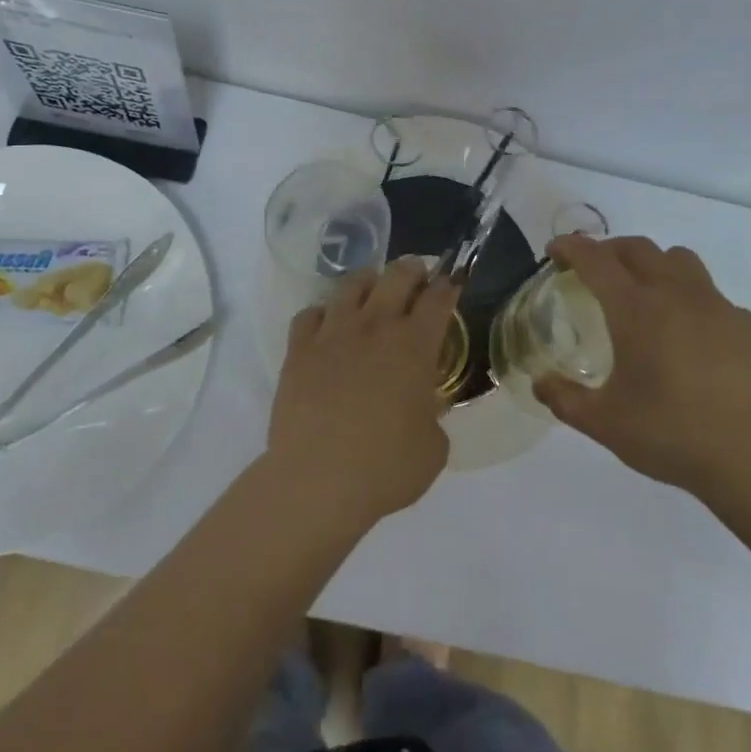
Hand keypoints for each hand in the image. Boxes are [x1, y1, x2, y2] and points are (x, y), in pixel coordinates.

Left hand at [266, 258, 456, 526]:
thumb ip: (433, 416)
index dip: (448, 286)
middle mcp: (374, 327)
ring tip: (372, 289)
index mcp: (414, 346)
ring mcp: (333, 333)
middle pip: (396, 276)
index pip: (438, 299)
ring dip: (368, 281)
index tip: (451, 282)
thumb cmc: (386, 469)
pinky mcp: (298, 349)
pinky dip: (321, 314)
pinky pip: (309, 314)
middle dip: (412, 269)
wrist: (318, 481)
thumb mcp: (434, 448)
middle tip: (417, 275)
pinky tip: (326, 325)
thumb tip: (423, 409)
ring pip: (351, 285)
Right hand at [533, 235, 750, 497]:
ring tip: (646, 292)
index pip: (594, 258)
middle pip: (637, 247)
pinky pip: (713, 296)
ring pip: (679, 259)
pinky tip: (693, 336)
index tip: (555, 251)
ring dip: (654, 264)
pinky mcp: (748, 324)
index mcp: (634, 308)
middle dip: (609, 249)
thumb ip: (564, 399)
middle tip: (595, 270)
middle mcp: (674, 293)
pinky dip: (693, 301)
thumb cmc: (670, 434)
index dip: (570, 247)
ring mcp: (716, 305)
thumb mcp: (604, 423)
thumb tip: (540, 382)